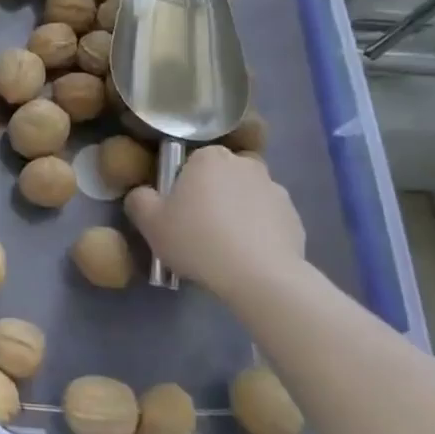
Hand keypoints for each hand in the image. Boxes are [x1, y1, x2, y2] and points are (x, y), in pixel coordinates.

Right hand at [125, 145, 305, 302]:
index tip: (176, 214)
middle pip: (219, 179)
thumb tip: (143, 194)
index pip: (189, 164)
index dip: (180, 188)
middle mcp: (246, 164)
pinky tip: (246, 258)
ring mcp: (275, 189)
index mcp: (209, 157)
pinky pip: (267, 221)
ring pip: (245, 199)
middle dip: (210, 198)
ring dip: (235, 215)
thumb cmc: (197, 240)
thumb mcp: (149, 222)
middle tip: (196, 232)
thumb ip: (139, 200)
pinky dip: (257, 233)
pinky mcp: (295, 218)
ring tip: (223, 250)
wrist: (259, 276)